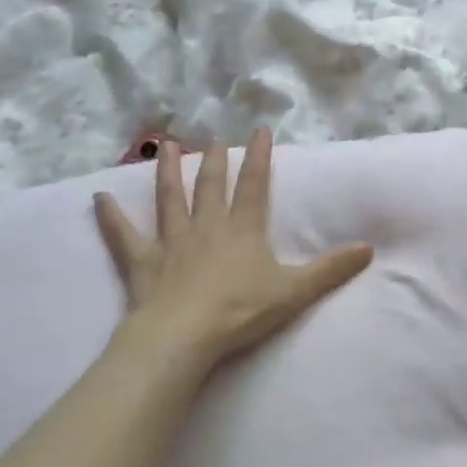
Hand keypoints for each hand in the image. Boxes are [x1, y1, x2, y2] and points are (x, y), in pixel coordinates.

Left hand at [94, 131, 372, 366]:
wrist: (185, 336)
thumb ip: (331, 270)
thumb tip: (369, 248)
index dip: (259, 157)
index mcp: (243, 230)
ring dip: (167, 172)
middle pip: (211, 186)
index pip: (254, 185)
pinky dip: (111, 218)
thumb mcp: (295, 291)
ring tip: (166, 147)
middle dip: (216, 160)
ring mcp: (171, 242)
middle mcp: (206, 226)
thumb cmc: (241, 312)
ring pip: (169, 199)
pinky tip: (97, 200)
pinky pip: (124, 236)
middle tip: (215, 138)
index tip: (260, 130)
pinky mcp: (142, 262)